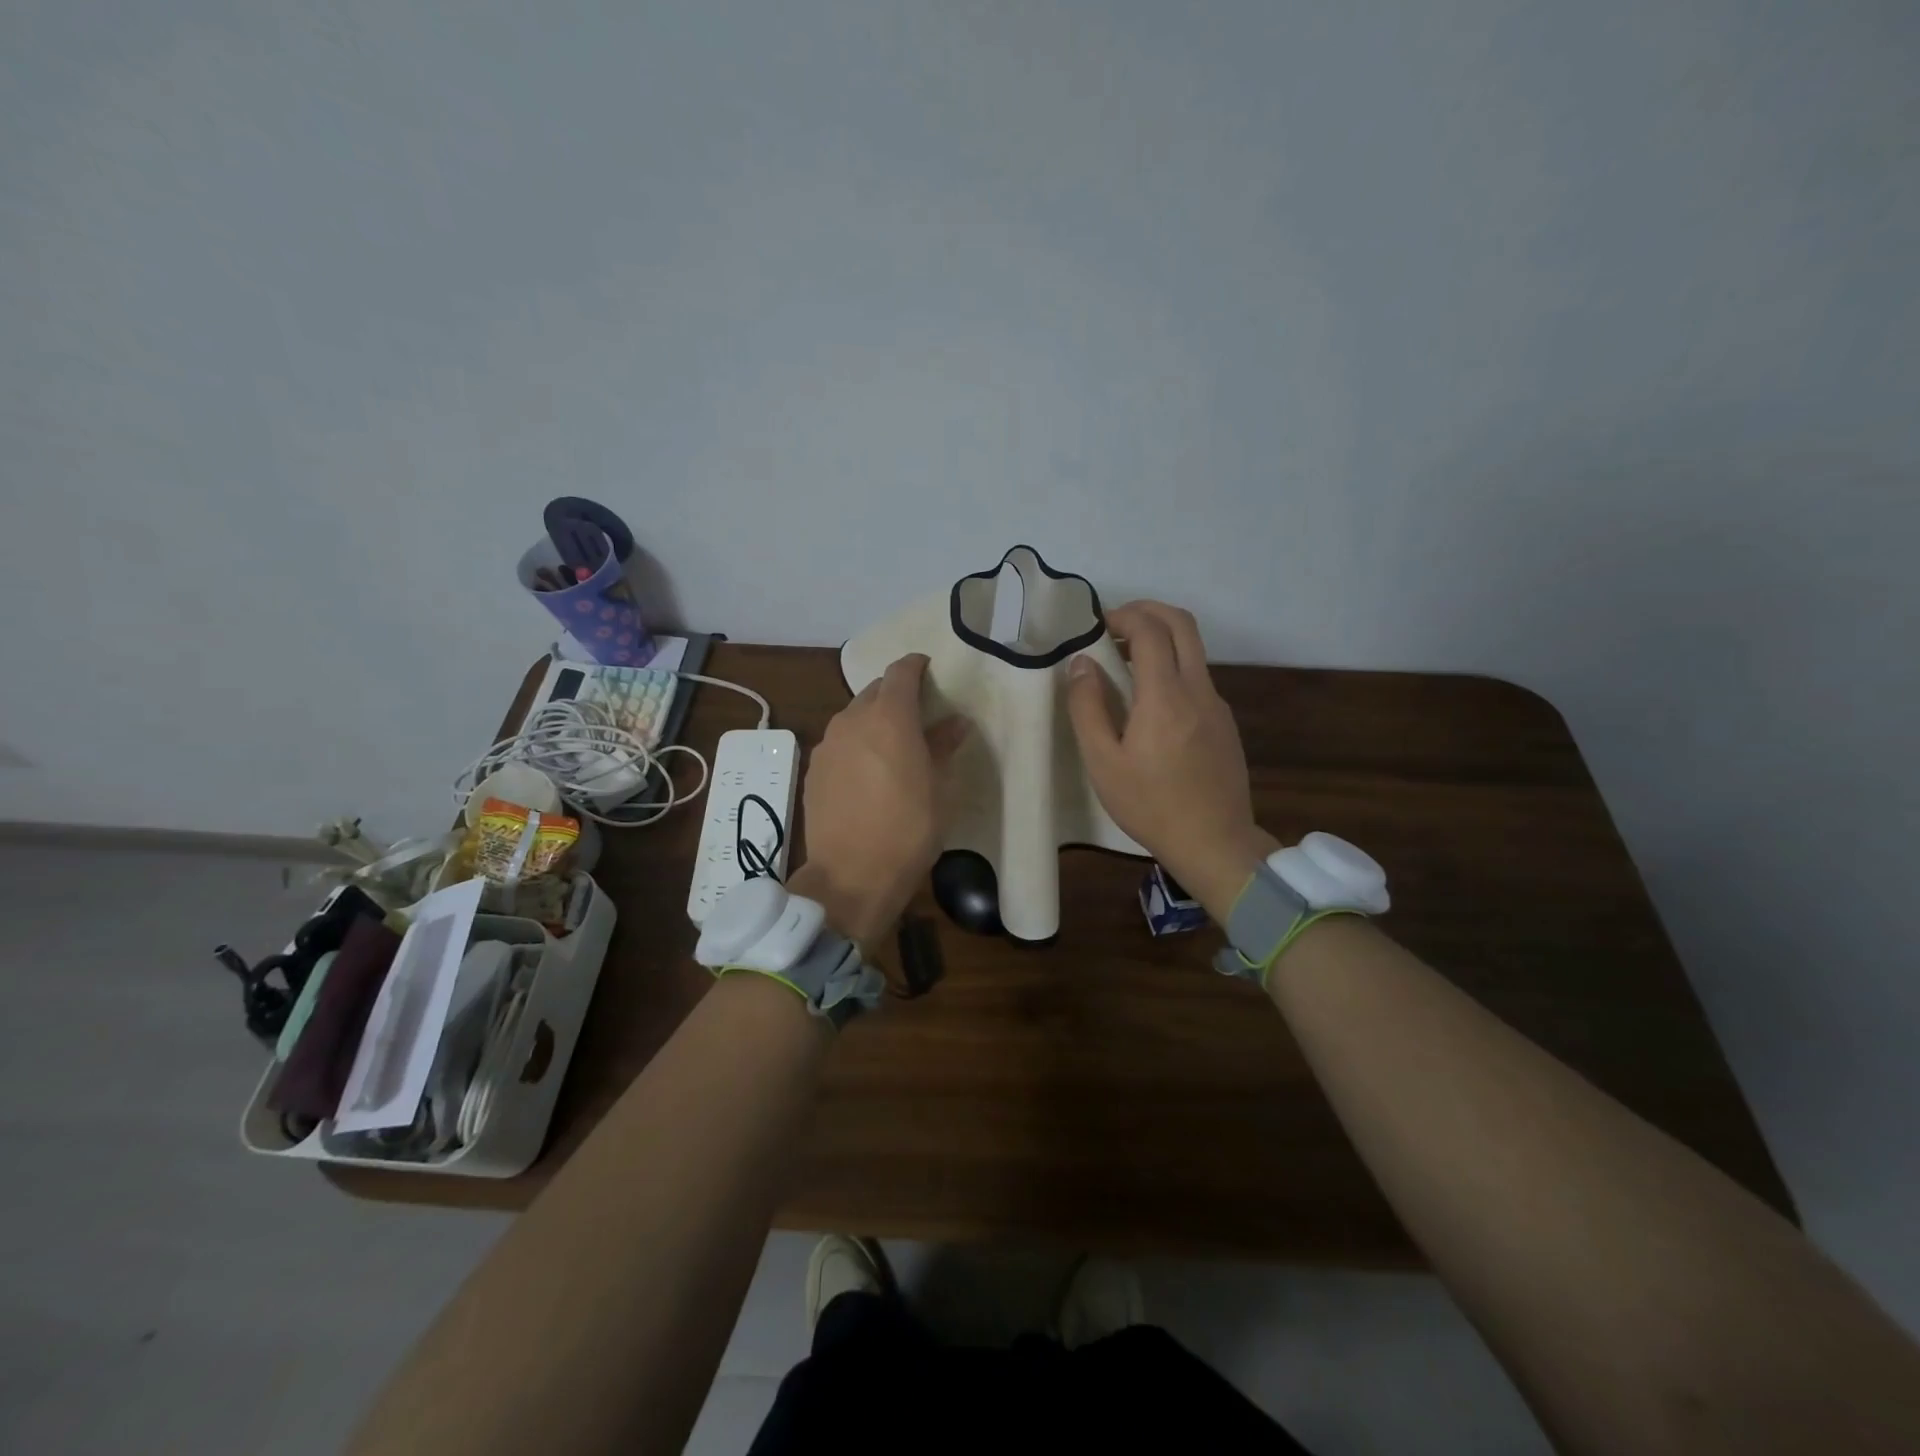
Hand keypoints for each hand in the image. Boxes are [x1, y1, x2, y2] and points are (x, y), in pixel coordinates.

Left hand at [794, 653, 969, 944]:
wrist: (850, 876)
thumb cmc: (909, 830)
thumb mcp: (940, 789)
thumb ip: (943, 747)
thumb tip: (954, 723)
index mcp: (890, 718)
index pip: (900, 672)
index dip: (915, 665)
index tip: (928, 669)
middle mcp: (853, 720)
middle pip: (874, 691)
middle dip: (894, 695)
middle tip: (916, 715)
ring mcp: (828, 745)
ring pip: (853, 717)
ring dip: (872, 721)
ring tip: (890, 746)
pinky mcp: (813, 770)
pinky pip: (838, 743)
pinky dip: (854, 745)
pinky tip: (865, 773)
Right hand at [1066, 601, 1276, 921]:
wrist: (1214, 842)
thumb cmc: (1150, 805)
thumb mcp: (1103, 762)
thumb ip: (1088, 707)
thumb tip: (1080, 663)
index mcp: (1165, 696)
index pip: (1150, 630)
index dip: (1123, 615)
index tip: (1097, 625)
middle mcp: (1198, 689)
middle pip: (1182, 623)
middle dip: (1148, 611)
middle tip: (1116, 623)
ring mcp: (1217, 705)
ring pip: (1194, 649)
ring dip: (1161, 638)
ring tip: (1125, 660)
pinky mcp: (1225, 722)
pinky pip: (1198, 677)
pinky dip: (1173, 666)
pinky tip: (1150, 700)